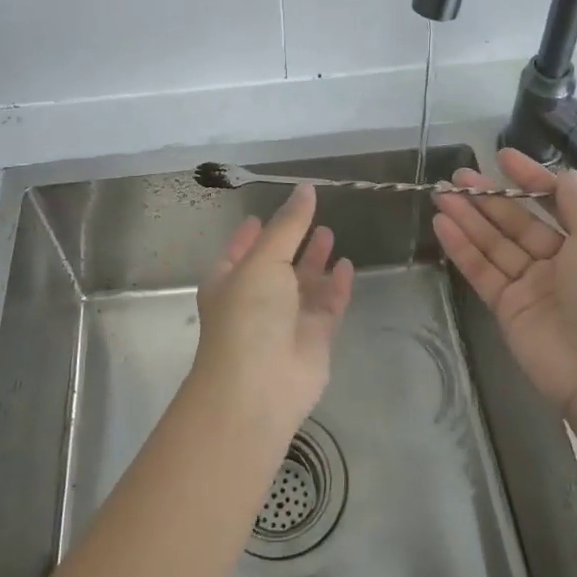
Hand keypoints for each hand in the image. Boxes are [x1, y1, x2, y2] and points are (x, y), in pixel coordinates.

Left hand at [191, 184, 353, 437]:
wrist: (258, 389)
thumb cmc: (248, 315)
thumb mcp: (264, 260)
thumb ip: (289, 225)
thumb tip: (306, 188)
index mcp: (230, 279)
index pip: (240, 249)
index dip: (251, 232)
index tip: (263, 215)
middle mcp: (255, 298)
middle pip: (276, 264)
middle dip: (292, 243)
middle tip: (312, 219)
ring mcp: (285, 320)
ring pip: (303, 284)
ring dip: (315, 261)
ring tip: (329, 234)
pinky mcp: (313, 339)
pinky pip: (326, 306)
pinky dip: (336, 286)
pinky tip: (346, 265)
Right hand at [432, 148, 576, 411]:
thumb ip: (576, 206)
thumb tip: (566, 176)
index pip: (556, 203)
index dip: (530, 179)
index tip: (502, 157)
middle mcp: (562, 262)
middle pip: (518, 222)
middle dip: (490, 197)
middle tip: (457, 175)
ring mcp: (532, 286)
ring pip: (495, 243)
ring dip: (468, 217)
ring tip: (440, 193)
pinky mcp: (508, 308)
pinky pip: (482, 270)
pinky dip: (462, 247)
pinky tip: (442, 222)